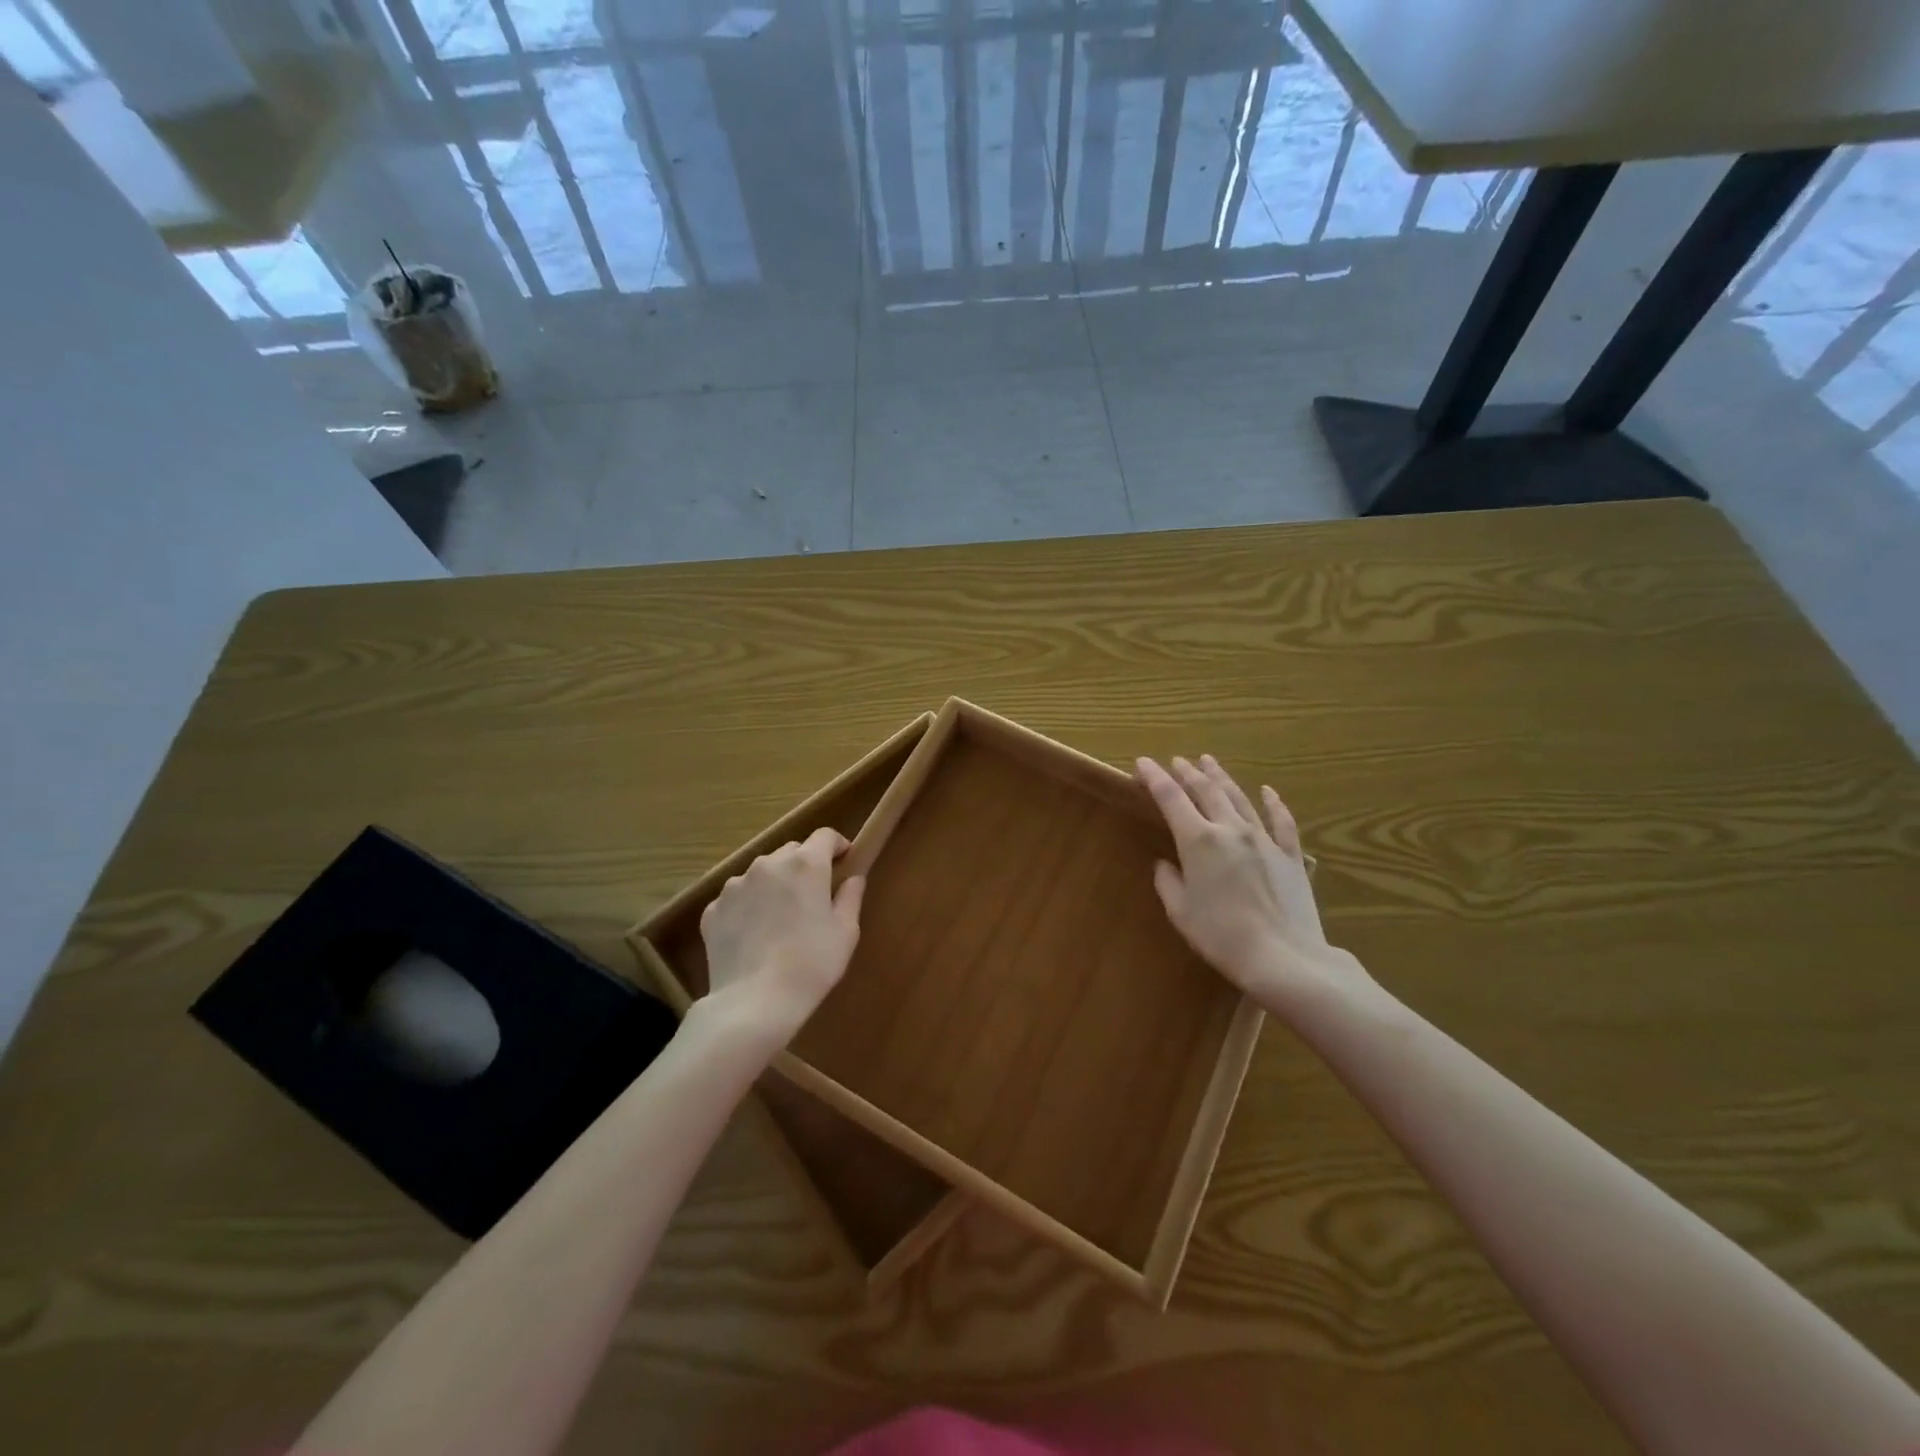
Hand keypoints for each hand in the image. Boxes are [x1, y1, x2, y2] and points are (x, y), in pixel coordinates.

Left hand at [697, 827, 864, 1048]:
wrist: (754, 1003)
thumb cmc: (811, 964)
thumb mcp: (846, 932)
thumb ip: (850, 897)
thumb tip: (852, 878)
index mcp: (806, 865)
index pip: (825, 836)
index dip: (837, 845)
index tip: (844, 861)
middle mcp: (768, 864)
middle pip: (791, 852)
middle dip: (805, 865)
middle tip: (813, 896)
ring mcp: (735, 885)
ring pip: (761, 873)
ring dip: (774, 885)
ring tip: (779, 918)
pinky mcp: (713, 909)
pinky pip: (737, 898)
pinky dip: (748, 907)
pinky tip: (754, 936)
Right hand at [1137, 755, 1370, 1014]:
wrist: (1284, 957)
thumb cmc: (1221, 937)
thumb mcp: (1181, 912)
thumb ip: (1169, 881)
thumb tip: (1166, 864)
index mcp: (1198, 841)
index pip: (1170, 798)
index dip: (1154, 778)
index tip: (1143, 763)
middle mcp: (1230, 830)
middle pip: (1206, 791)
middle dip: (1188, 773)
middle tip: (1177, 761)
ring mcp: (1264, 840)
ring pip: (1240, 798)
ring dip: (1221, 777)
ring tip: (1208, 762)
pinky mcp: (1290, 855)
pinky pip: (1281, 821)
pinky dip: (1273, 802)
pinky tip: (1268, 790)